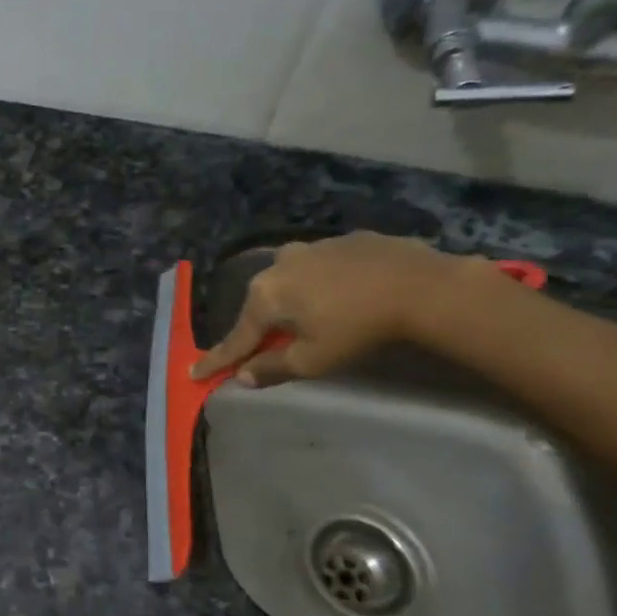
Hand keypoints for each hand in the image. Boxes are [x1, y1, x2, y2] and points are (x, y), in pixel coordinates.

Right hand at [191, 232, 481, 386]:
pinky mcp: (345, 239)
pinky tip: (343, 294)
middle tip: (264, 347)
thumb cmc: (357, 329)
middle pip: (261, 305)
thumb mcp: (312, 360)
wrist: (422, 287)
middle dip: (260, 327)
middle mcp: (279, 265)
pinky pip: (321, 266)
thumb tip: (243, 376)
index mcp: (265, 296)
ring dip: (292, 300)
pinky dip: (322, 283)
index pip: (236, 338)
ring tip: (309, 316)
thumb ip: (272, 368)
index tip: (194, 373)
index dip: (217, 360)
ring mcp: (312, 247)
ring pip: (290, 280)